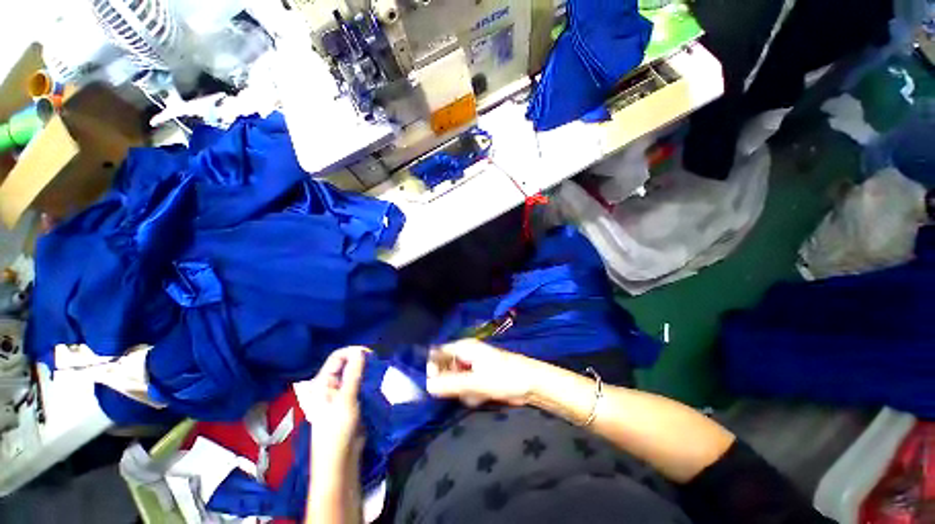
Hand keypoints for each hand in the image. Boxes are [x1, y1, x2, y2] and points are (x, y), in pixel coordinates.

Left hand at [301, 346, 367, 474]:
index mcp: (323, 383)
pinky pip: (361, 385)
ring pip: (356, 374)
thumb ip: (354, 374)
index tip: (371, 354)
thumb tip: (361, 352)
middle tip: (377, 364)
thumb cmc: (337, 430)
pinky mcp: (352, 402)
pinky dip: (370, 381)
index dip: (353, 352)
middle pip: (347, 364)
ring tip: (379, 374)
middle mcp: (331, 386)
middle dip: (362, 361)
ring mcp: (342, 394)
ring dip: (368, 372)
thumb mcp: (346, 400)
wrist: (340, 461)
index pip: (338, 357)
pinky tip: (378, 383)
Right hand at [426, 339, 540, 406]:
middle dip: (451, 384)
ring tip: (476, 394)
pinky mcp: (479, 377)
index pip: (438, 353)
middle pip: (446, 368)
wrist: (530, 384)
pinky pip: (466, 387)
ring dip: (462, 391)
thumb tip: (428, 386)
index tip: (433, 385)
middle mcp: (466, 354)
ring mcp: (473, 366)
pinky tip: (482, 397)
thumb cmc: (504, 377)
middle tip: (460, 392)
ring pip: (455, 381)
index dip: (433, 367)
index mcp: (464, 347)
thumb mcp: (476, 382)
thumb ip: (451, 384)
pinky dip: (471, 394)